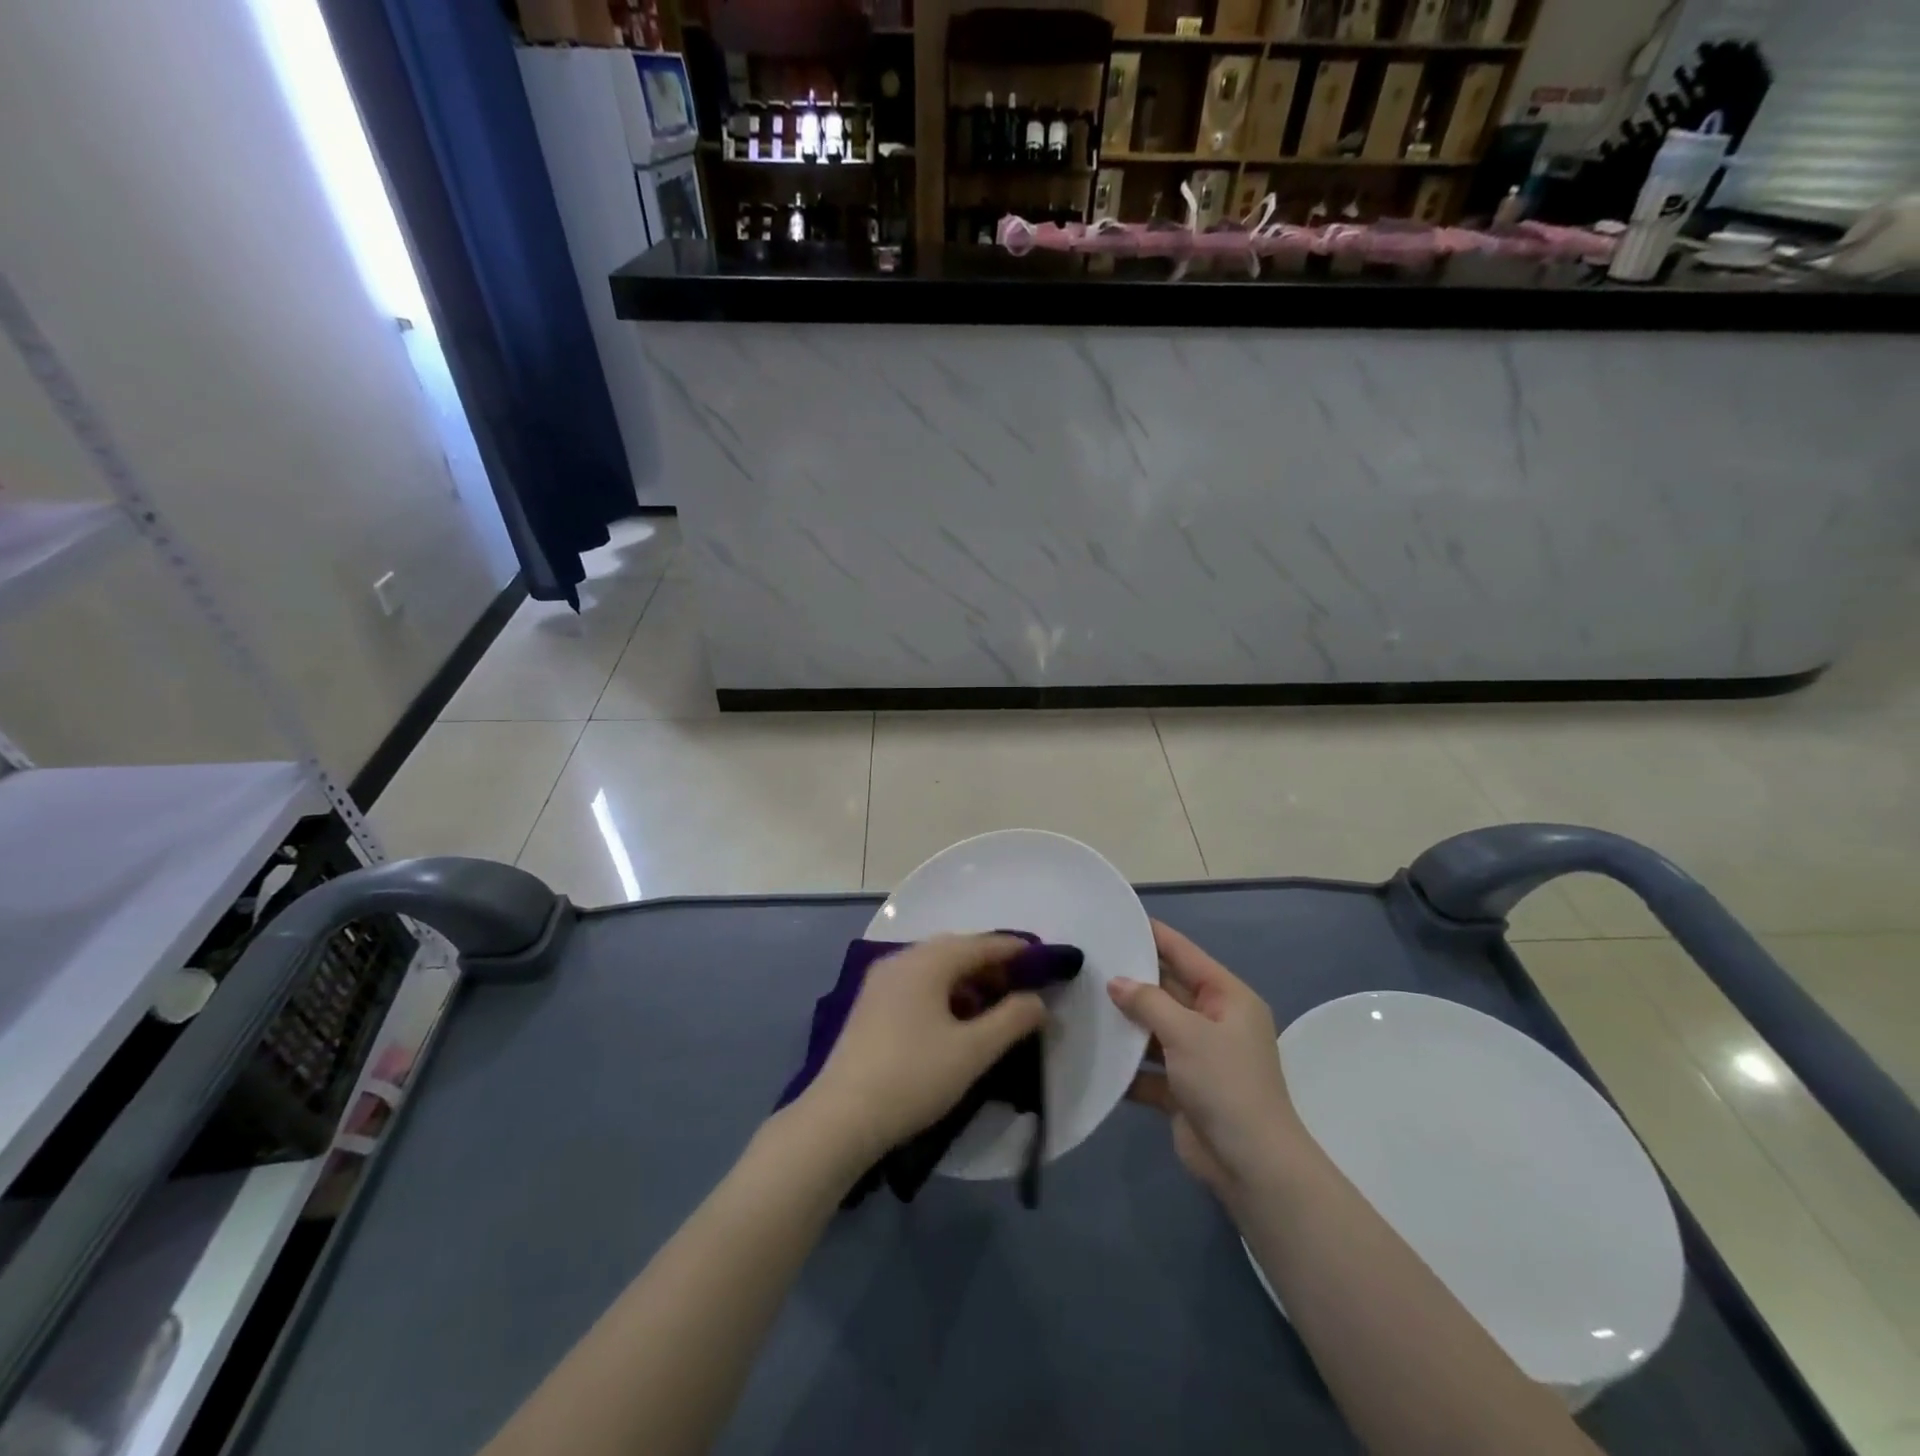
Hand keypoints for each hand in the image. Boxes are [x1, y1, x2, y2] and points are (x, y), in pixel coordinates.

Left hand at [802, 935, 1047, 1165]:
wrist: (841, 1117)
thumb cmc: (913, 1077)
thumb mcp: (973, 1051)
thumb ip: (1012, 1020)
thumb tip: (1037, 1001)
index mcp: (926, 961)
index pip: (980, 944)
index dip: (1014, 950)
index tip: (1043, 957)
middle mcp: (901, 959)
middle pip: (954, 950)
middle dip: (990, 965)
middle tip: (1020, 986)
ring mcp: (880, 981)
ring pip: (933, 968)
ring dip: (965, 980)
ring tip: (991, 1007)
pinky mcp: (870, 1004)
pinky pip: (916, 983)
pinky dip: (942, 992)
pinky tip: (954, 1021)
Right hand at [1109, 921, 1307, 1200]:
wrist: (1250, 1165)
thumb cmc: (1225, 1083)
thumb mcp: (1186, 1032)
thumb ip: (1148, 1002)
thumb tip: (1116, 982)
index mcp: (1227, 998)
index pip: (1185, 954)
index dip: (1154, 935)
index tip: (1119, 918)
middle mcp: (1214, 1022)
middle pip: (1167, 990)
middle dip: (1131, 979)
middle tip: (1088, 960)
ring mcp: (1198, 1057)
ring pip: (1154, 1029)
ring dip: (1124, 1022)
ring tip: (1080, 1000)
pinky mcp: (1182, 1090)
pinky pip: (1148, 1067)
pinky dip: (1126, 1064)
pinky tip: (1092, 1053)